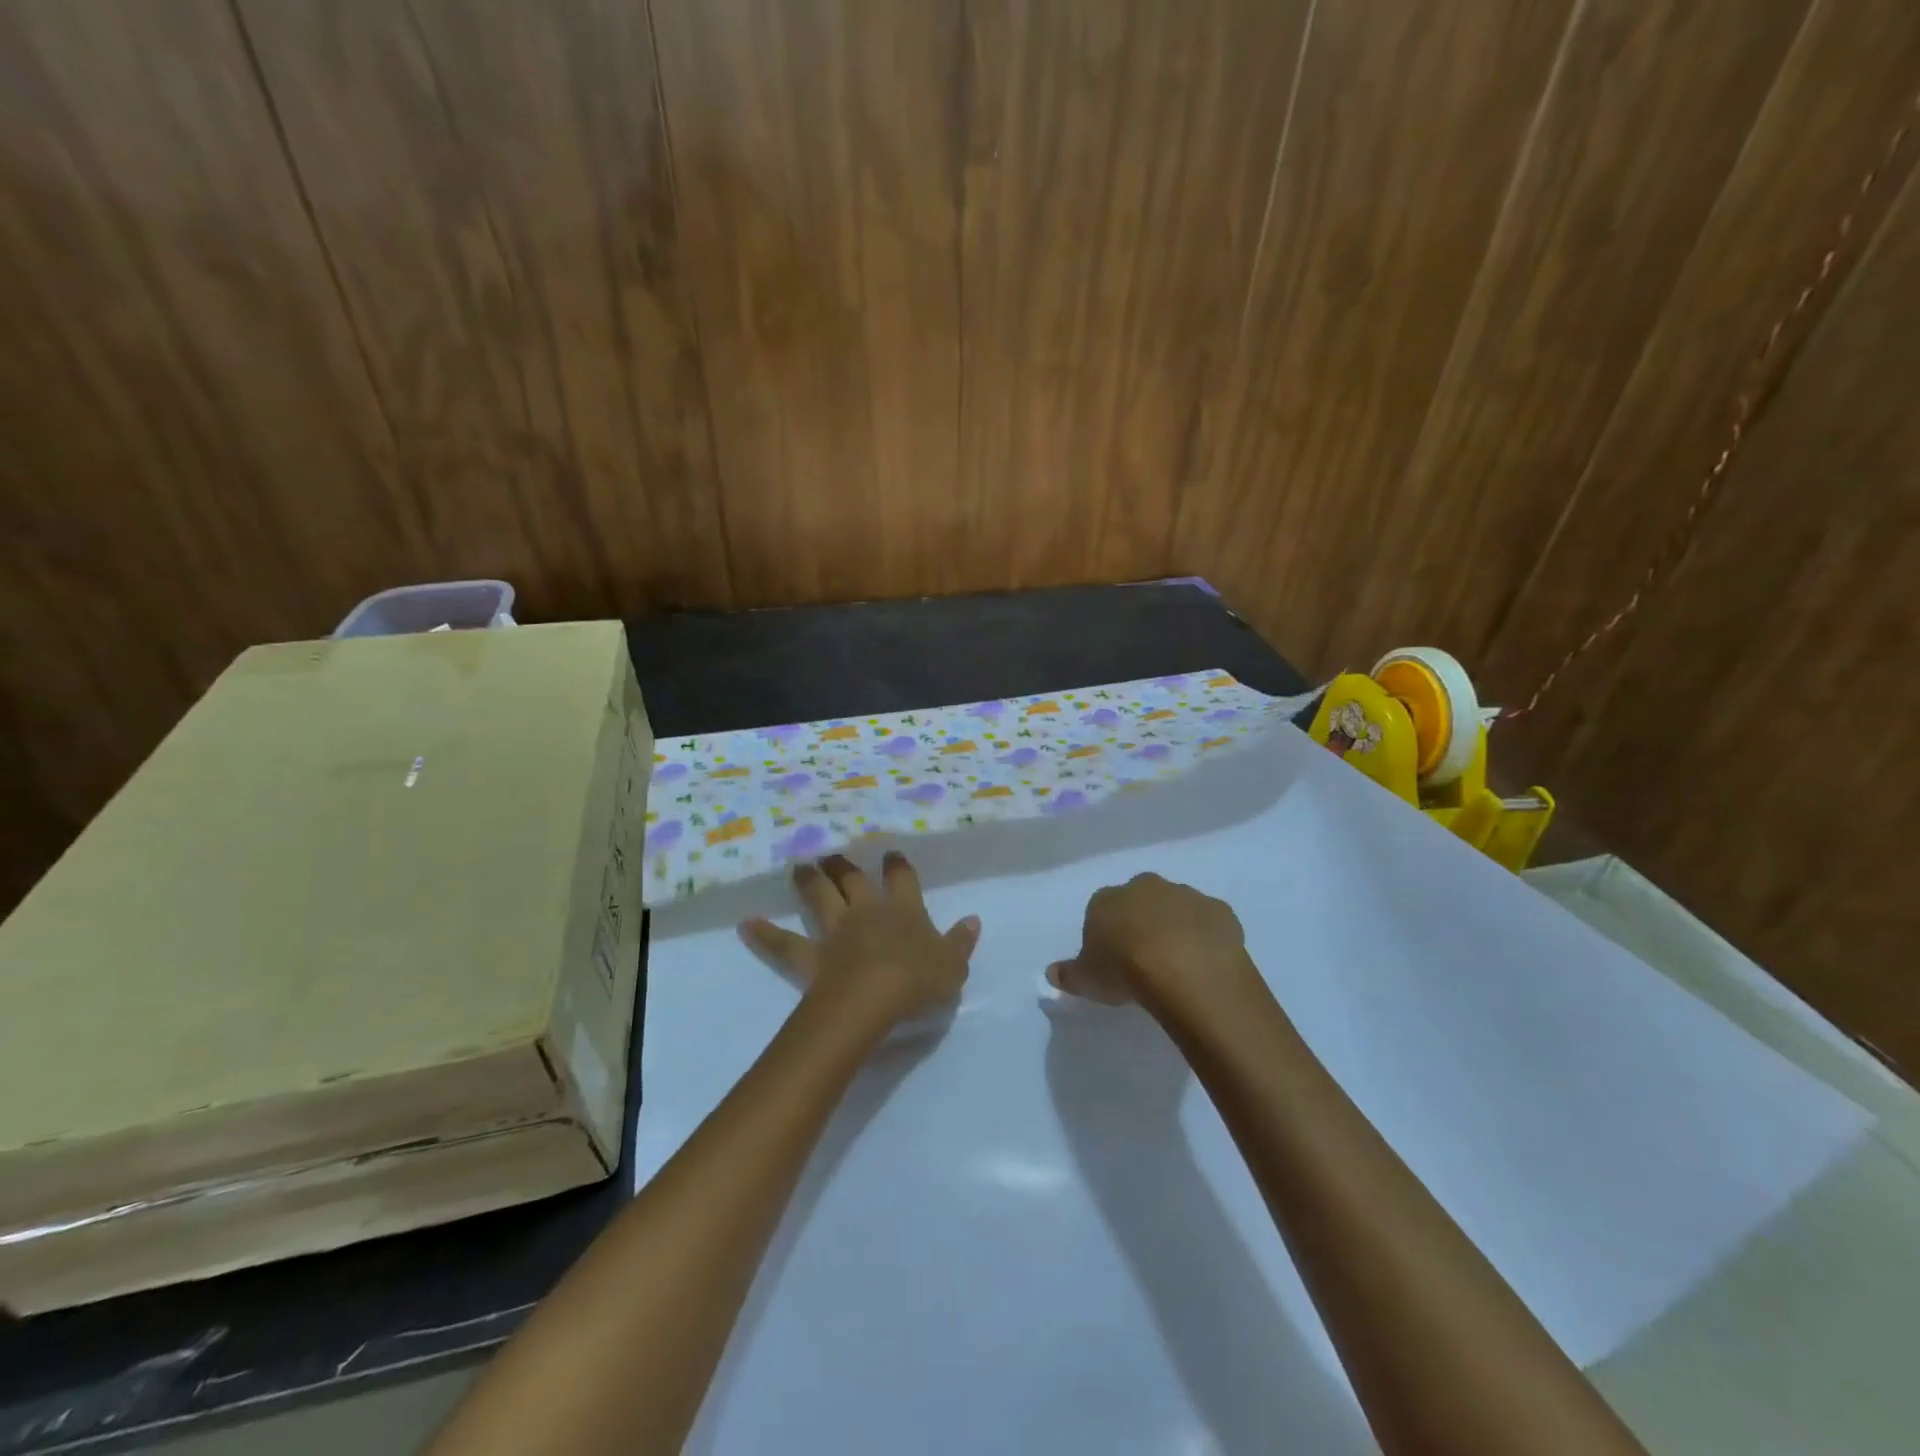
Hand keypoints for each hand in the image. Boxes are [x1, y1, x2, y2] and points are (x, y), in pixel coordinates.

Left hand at [739, 852, 979, 1034]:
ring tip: (800, 867)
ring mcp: (836, 931)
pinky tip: (747, 924)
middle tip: (834, 854)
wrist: (874, 999)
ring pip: (820, 898)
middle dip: (845, 866)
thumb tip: (973, 920)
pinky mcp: (810, 955)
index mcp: (904, 910)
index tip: (891, 854)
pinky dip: (765, 933)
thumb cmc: (918, 981)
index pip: (902, 879)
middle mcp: (867, 912)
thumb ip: (962, 941)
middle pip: (853, 880)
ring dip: (810, 882)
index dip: (897, 866)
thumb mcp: (953, 965)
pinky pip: (783, 943)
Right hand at [1046, 872, 1263, 1019]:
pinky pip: (1209, 922)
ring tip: (1178, 965)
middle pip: (1139, 901)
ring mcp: (1184, 895)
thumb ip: (1069, 974)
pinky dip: (1206, 937)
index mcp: (1107, 899)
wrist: (1184, 969)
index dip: (1106, 935)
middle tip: (1145, 960)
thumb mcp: (1087, 980)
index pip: (1100, 910)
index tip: (1112, 961)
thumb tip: (1052, 973)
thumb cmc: (1124, 970)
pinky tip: (1206, 962)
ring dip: (1176, 928)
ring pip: (1176, 908)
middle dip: (1141, 923)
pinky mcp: (1219, 910)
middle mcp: (1144, 887)